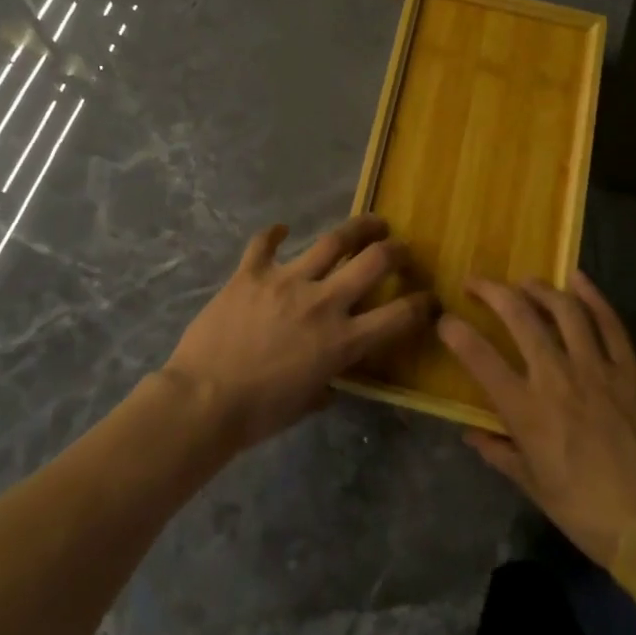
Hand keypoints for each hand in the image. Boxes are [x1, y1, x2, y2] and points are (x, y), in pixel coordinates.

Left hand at [164, 216, 434, 450]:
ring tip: (369, 221)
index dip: (423, 305)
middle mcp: (323, 302)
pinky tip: (281, 228)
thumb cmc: (258, 413)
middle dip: (396, 250)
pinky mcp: (252, 272)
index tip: (431, 298)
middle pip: (373, 262)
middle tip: (401, 246)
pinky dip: (274, 234)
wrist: (204, 399)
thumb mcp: (306, 403)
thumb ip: (328, 382)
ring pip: (332, 241)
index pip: (398, 316)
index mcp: (341, 341)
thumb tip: (333, 377)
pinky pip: (265, 242)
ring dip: (357, 227)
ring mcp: (286, 281)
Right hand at [439, 272, 635, 592]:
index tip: (445, 320)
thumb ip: (498, 451)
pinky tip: (578, 279)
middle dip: (492, 292)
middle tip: (477, 283)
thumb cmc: (584, 512)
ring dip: (539, 288)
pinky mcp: (629, 371)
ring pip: (564, 310)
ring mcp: (596, 369)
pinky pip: (610, 324)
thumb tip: (470, 432)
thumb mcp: (532, 485)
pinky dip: (593, 297)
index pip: (479, 357)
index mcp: (527, 410)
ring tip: (524, 282)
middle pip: (519, 317)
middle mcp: (556, 378)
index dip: (455, 332)